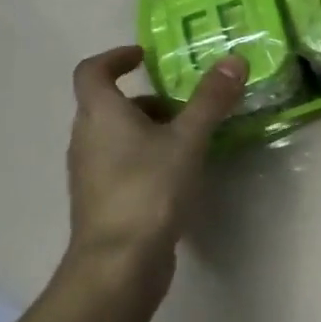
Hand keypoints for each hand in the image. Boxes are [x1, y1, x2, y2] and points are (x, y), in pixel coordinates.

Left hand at [65, 45, 244, 288]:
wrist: (118, 265)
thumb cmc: (148, 190)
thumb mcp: (187, 139)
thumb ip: (210, 99)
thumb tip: (234, 59)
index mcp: (100, 115)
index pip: (92, 71)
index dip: (115, 57)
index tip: (144, 56)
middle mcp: (86, 139)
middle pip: (108, 105)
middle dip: (146, 98)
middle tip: (184, 102)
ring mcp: (90, 173)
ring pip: (116, 136)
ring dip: (148, 128)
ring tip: (189, 137)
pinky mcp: (102, 200)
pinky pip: (121, 163)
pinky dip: (145, 156)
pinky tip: (178, 172)